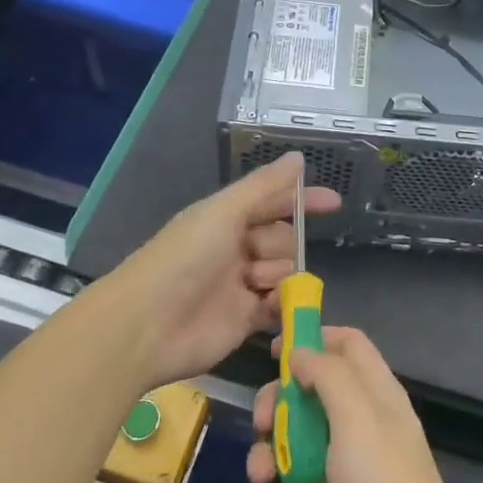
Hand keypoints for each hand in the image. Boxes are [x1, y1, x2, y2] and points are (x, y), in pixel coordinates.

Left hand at [103, 153, 339, 389]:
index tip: (334, 202)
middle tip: (256, 257)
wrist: (147, 325)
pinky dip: (280, 303)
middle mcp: (236, 248)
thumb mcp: (224, 211)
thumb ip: (265, 187)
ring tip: (253, 285)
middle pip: (283, 239)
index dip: (302, 200)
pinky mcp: (245, 320)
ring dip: (277, 275)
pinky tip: (267, 305)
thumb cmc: (184, 258)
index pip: (274, 202)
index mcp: (227, 218)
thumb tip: (299, 158)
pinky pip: (278, 305)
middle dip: (281, 245)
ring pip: (284, 271)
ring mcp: (240, 285)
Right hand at [247, 327, 481, 482]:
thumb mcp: (358, 419)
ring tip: (263, 480)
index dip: (314, 339)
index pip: (348, 346)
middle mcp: (359, 427)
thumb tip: (302, 350)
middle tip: (262, 423)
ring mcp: (341, 473)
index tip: (275, 348)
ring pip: (291, 447)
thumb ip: (329, 376)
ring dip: (268, 460)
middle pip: (309, 395)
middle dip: (278, 405)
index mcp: (376, 396)